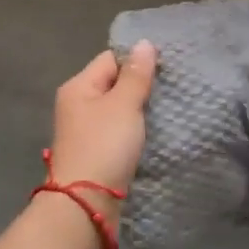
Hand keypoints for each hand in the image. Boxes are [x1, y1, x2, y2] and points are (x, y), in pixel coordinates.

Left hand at [49, 42, 157, 215]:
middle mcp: (77, 105)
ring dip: (138, 111)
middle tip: (171, 89)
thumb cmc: (103, 146)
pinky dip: (134, 132)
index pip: (110, 59)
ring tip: (167, 110)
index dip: (136, 60)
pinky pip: (118, 133)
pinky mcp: (95, 154)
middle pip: (113, 84)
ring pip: (117, 110)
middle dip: (140, 86)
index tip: (165, 68)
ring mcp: (85, 132)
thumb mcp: (123, 105)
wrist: (85, 206)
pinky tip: (153, 134)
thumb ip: (136, 74)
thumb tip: (144, 42)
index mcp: (78, 87)